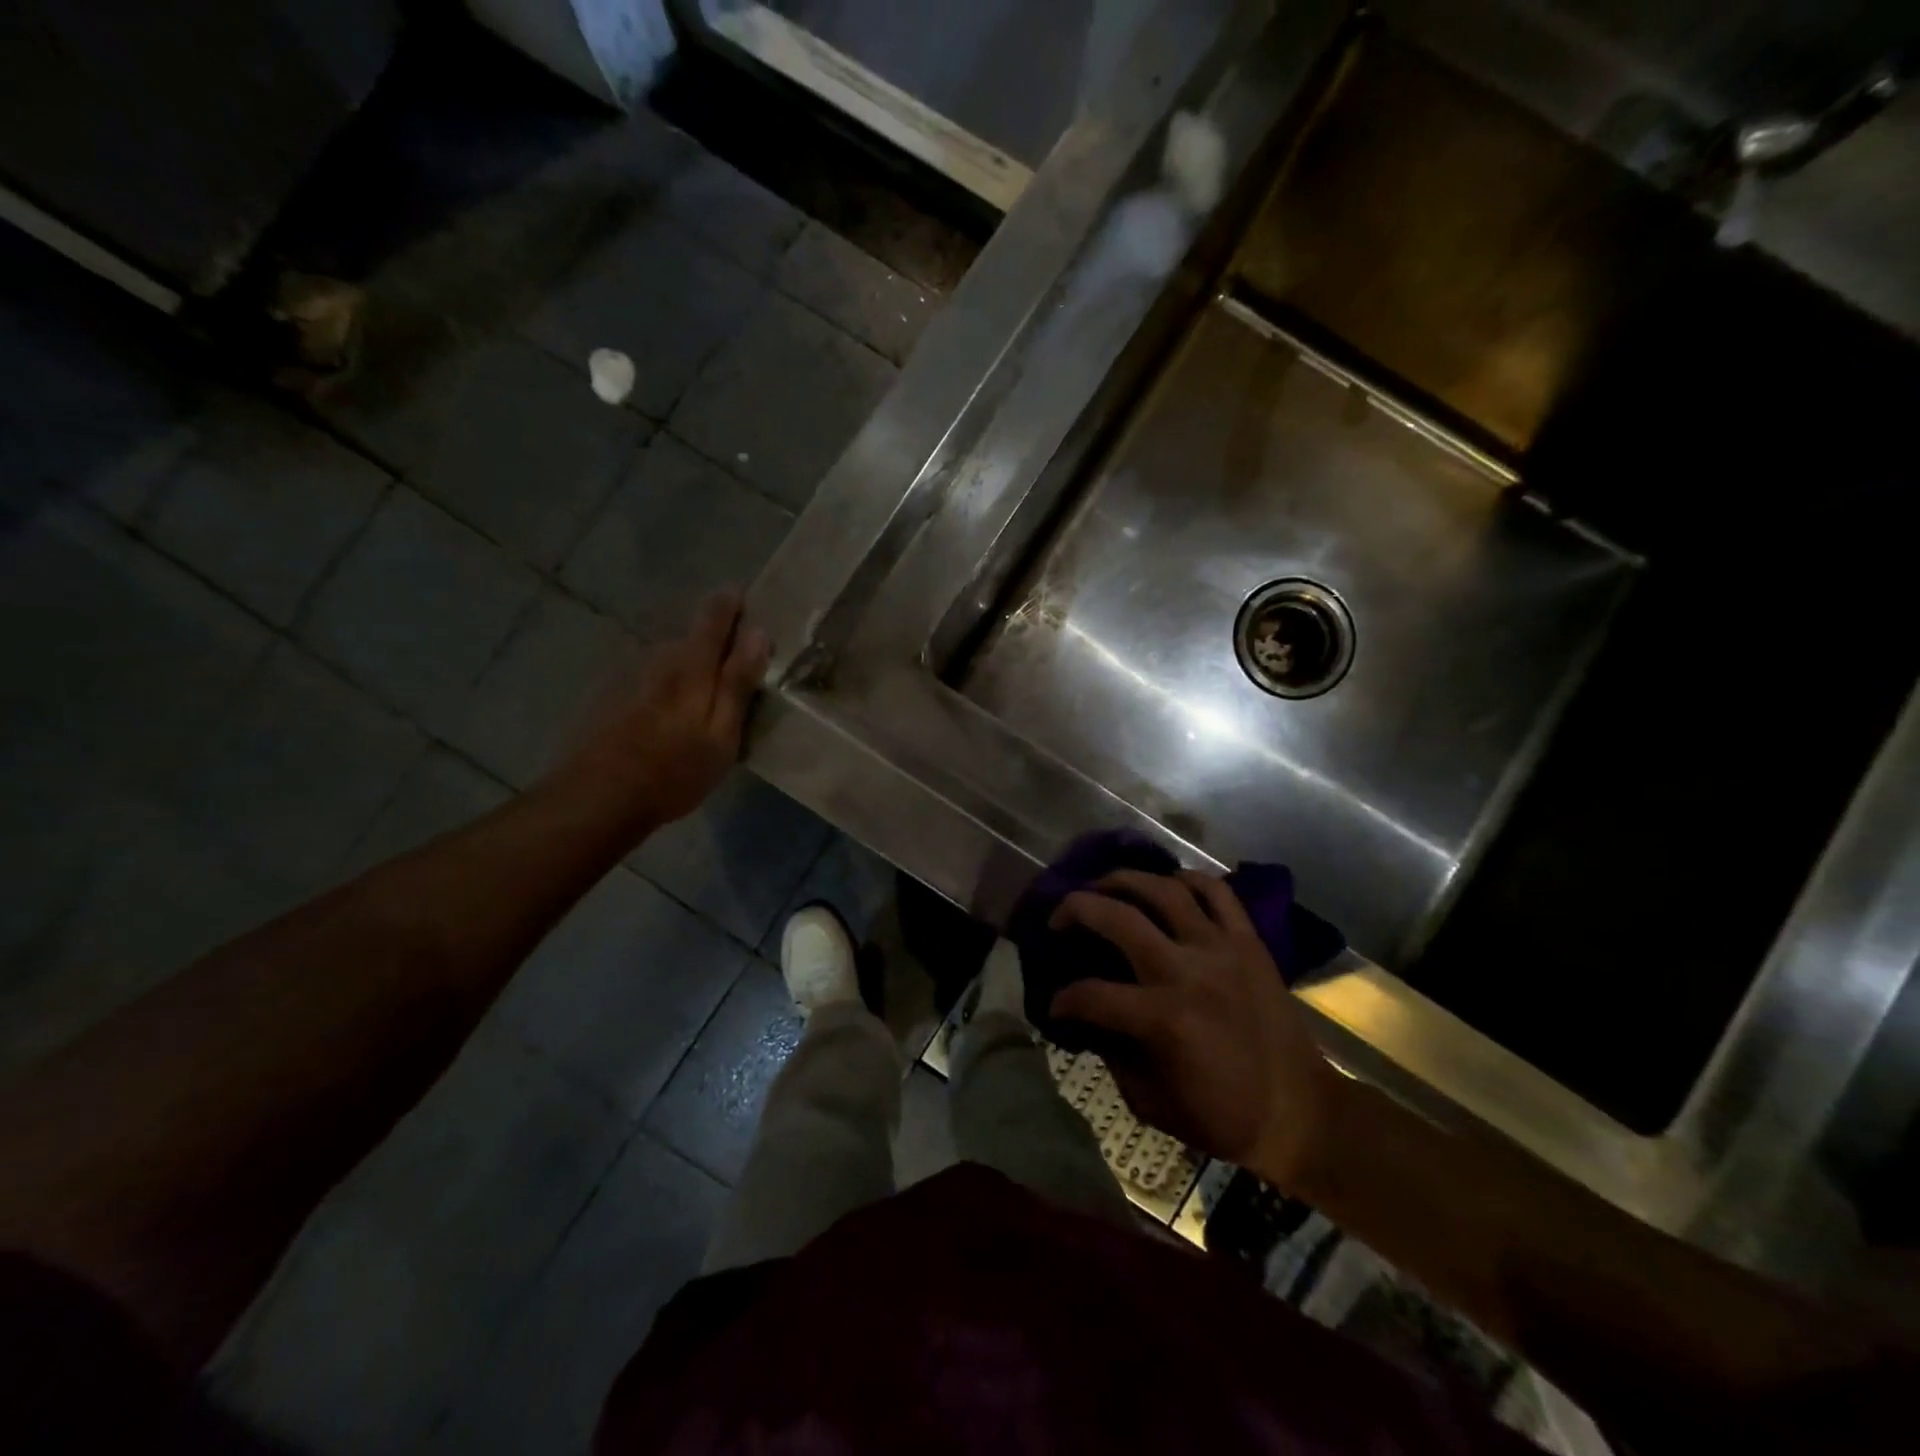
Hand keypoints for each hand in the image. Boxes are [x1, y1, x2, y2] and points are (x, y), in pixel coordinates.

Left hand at [565, 591, 770, 824]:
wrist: (596, 797)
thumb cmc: (673, 770)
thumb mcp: (721, 734)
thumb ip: (738, 682)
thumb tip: (759, 633)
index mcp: (690, 665)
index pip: (714, 616)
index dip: (730, 603)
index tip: (742, 596)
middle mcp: (656, 658)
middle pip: (688, 639)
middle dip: (710, 646)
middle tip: (728, 673)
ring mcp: (625, 675)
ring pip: (664, 662)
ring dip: (682, 671)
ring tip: (694, 704)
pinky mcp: (604, 696)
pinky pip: (643, 681)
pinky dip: (658, 690)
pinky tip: (659, 721)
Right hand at [1049, 869, 1337, 1190]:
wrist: (1301, 1114)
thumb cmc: (1223, 1117)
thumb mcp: (1151, 1103)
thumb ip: (1112, 1054)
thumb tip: (1088, 1019)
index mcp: (1162, 1018)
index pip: (1090, 994)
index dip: (1062, 1000)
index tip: (1054, 1005)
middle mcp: (1186, 970)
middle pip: (1116, 916)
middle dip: (1074, 910)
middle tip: (1058, 918)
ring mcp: (1221, 948)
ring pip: (1163, 889)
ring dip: (1123, 880)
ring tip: (1102, 886)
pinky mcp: (1248, 941)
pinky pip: (1216, 891)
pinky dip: (1187, 879)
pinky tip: (1166, 885)